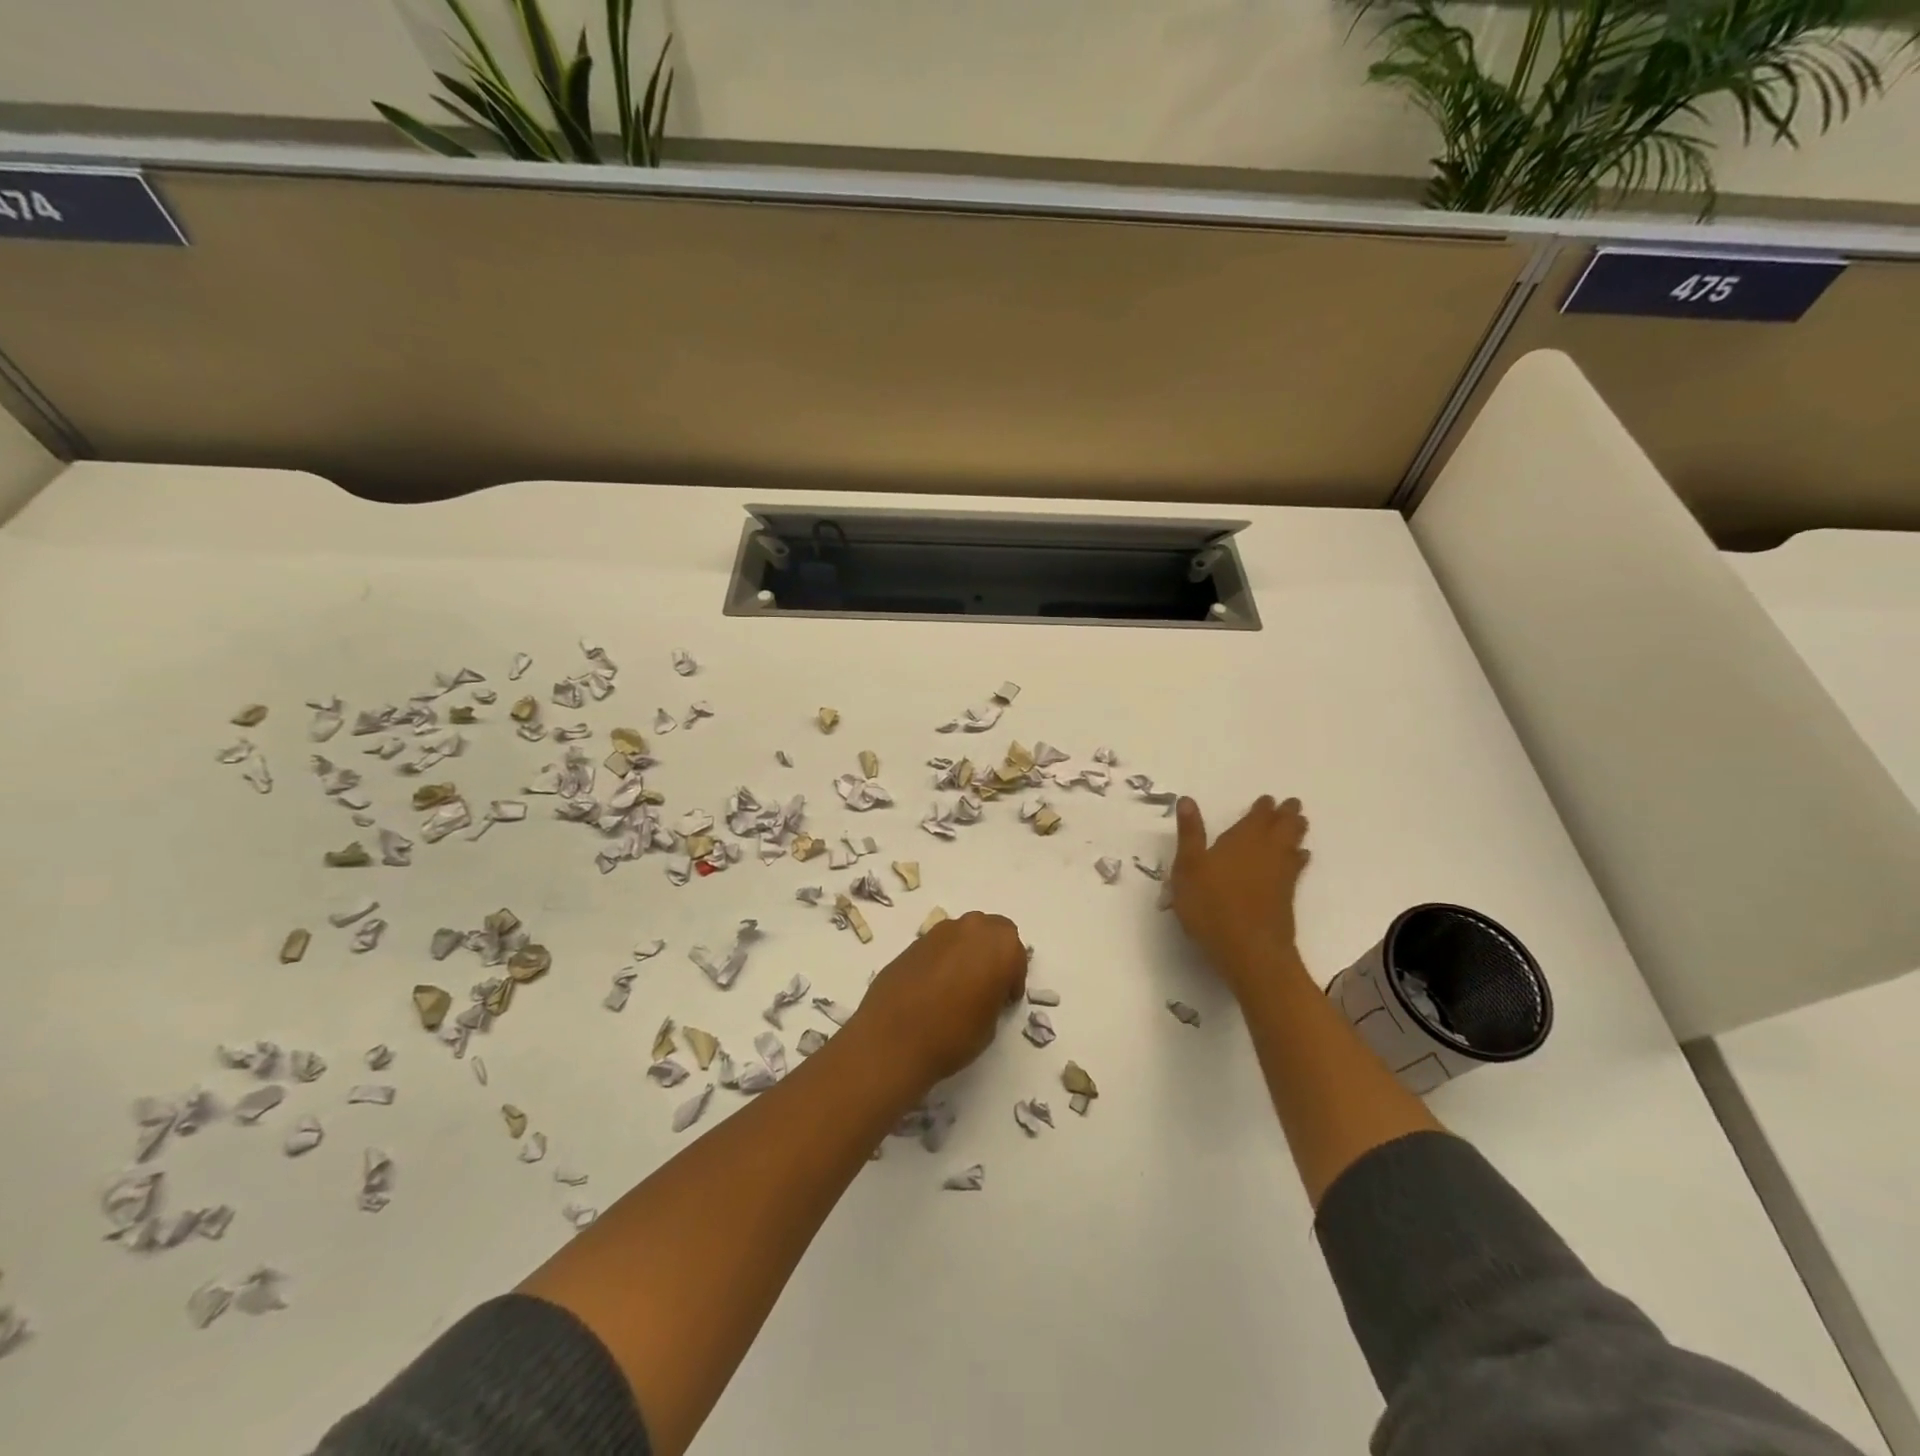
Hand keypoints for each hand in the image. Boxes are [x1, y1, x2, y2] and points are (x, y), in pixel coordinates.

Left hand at [849, 912, 1027, 1088]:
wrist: (892, 1039)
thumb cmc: (953, 1035)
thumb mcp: (990, 1023)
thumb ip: (994, 996)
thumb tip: (985, 991)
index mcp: (999, 945)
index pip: (1016, 954)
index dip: (1013, 978)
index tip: (1006, 1000)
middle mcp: (971, 928)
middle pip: (992, 931)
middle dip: (994, 953)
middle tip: (989, 984)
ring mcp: (939, 932)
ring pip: (964, 934)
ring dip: (968, 951)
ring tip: (960, 984)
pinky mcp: (913, 942)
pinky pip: (939, 945)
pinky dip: (944, 958)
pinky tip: (935, 985)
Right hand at [1170, 795, 1310, 989]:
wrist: (1249, 949)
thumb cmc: (1211, 905)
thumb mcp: (1188, 867)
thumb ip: (1190, 833)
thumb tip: (1188, 799)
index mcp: (1241, 840)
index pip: (1257, 817)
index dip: (1263, 807)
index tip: (1268, 799)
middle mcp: (1265, 852)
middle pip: (1281, 828)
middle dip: (1287, 815)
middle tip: (1293, 804)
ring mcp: (1279, 875)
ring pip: (1292, 845)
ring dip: (1296, 832)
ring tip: (1300, 824)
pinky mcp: (1286, 896)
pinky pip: (1296, 868)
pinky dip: (1299, 859)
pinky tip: (1300, 859)